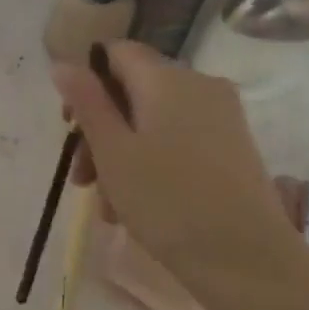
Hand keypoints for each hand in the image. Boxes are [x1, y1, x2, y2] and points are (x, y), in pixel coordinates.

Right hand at [53, 43, 297, 288]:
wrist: (244, 257)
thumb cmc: (166, 201)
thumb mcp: (112, 151)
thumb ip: (86, 102)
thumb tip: (64, 63)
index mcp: (167, 78)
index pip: (117, 52)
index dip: (87, 81)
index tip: (70, 126)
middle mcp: (199, 85)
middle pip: (133, 91)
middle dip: (100, 131)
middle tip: (82, 179)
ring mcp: (221, 116)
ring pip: (154, 121)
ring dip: (122, 155)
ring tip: (107, 206)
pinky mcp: (232, 146)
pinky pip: (179, 140)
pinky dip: (152, 163)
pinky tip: (137, 207)